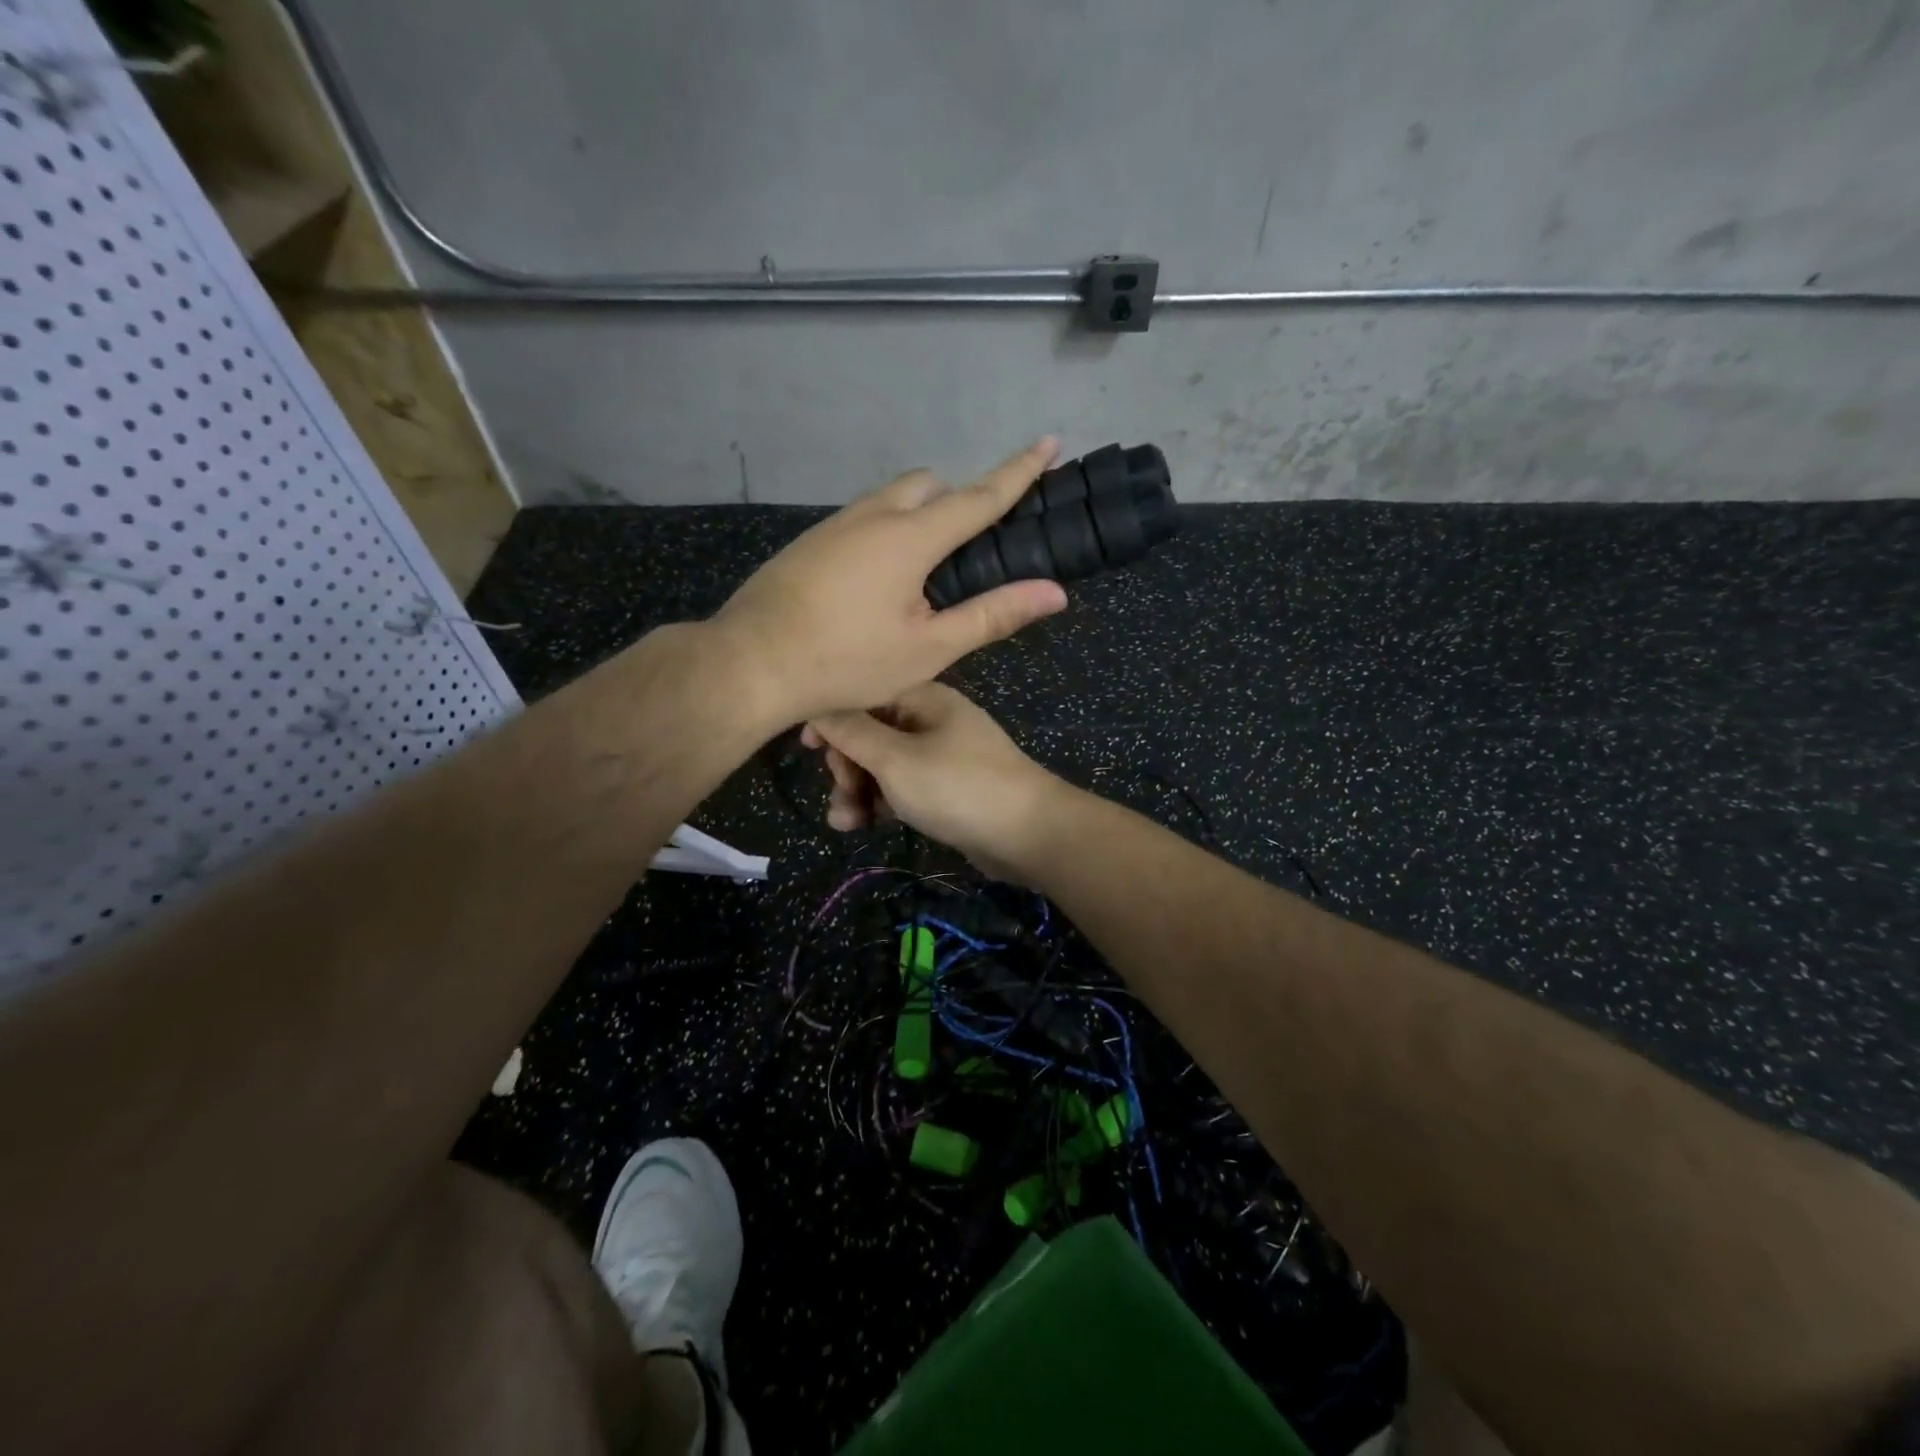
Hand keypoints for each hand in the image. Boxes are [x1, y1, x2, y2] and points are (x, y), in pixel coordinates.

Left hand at [709, 440, 1068, 726]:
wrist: (750, 663)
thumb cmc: (847, 661)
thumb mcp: (929, 648)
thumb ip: (992, 615)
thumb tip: (1055, 592)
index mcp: (910, 537)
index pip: (979, 495)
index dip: (1018, 471)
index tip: (1047, 442)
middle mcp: (873, 515)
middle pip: (929, 486)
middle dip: (957, 501)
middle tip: (967, 553)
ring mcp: (834, 525)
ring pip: (890, 500)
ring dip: (918, 518)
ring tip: (921, 578)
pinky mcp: (809, 542)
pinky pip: (861, 520)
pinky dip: (885, 534)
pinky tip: (874, 587)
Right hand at [802, 682, 1065, 880]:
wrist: (1028, 833)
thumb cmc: (957, 787)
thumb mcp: (895, 759)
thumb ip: (851, 732)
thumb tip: (817, 704)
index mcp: (922, 697)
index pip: (863, 695)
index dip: (831, 719)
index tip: (806, 748)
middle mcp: (930, 720)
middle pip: (870, 733)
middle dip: (846, 765)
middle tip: (841, 792)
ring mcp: (941, 755)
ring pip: (883, 765)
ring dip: (859, 790)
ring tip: (845, 822)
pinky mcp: (946, 788)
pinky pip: (903, 787)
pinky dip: (882, 803)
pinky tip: (865, 825)